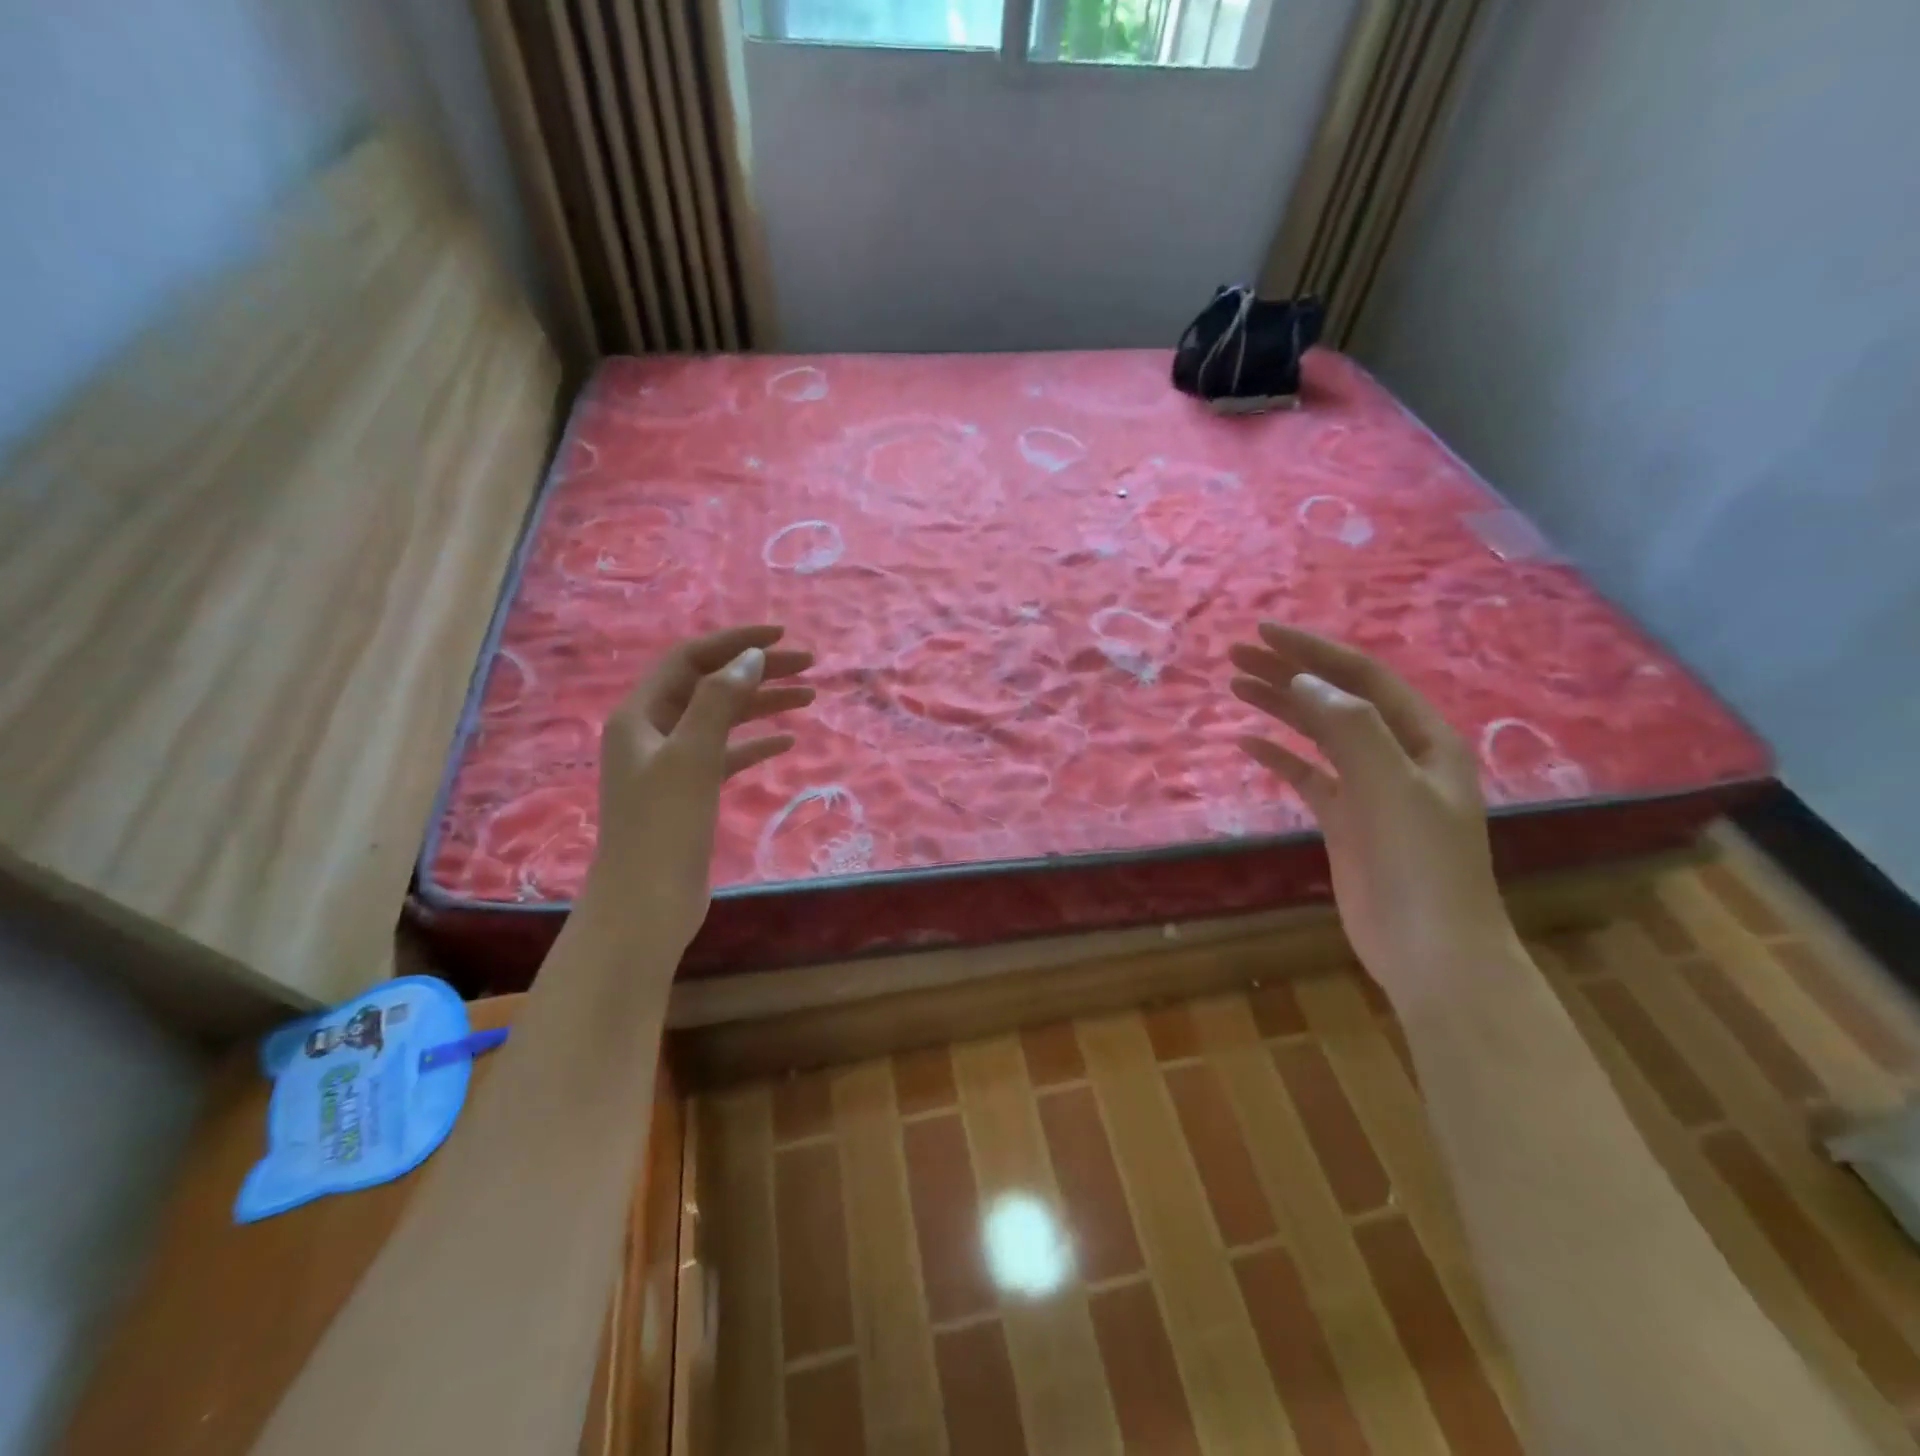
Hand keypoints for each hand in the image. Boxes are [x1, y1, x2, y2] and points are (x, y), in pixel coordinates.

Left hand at [583, 625, 814, 952]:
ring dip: (763, 705)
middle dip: (758, 671)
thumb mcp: (692, 755)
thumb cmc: (664, 826)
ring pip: (722, 719)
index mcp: (640, 714)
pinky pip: (726, 754)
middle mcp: (652, 731)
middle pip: (711, 685)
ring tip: (810, 697)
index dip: (736, 642)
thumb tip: (751, 657)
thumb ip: (720, 700)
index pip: (691, 658)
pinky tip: (787, 742)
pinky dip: (755, 744)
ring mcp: (671, 763)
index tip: (782, 637)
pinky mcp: (690, 792)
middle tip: (810, 665)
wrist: (646, 904)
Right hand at [1230, 623, 1511, 1006]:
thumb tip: (1302, 680)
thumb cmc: (1422, 864)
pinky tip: (1248, 742)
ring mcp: (1369, 788)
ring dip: (1279, 706)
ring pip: (1318, 733)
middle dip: (1288, 672)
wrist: (1431, 951)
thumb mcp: (1393, 786)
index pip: (1362, 677)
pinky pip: (1306, 775)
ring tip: (1235, 684)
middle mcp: (1397, 754)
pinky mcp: (1344, 820)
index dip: (1312, 651)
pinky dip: (1278, 756)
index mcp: (1423, 737)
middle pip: (1335, 699)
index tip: (1263, 632)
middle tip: (1234, 653)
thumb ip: (1351, 728)